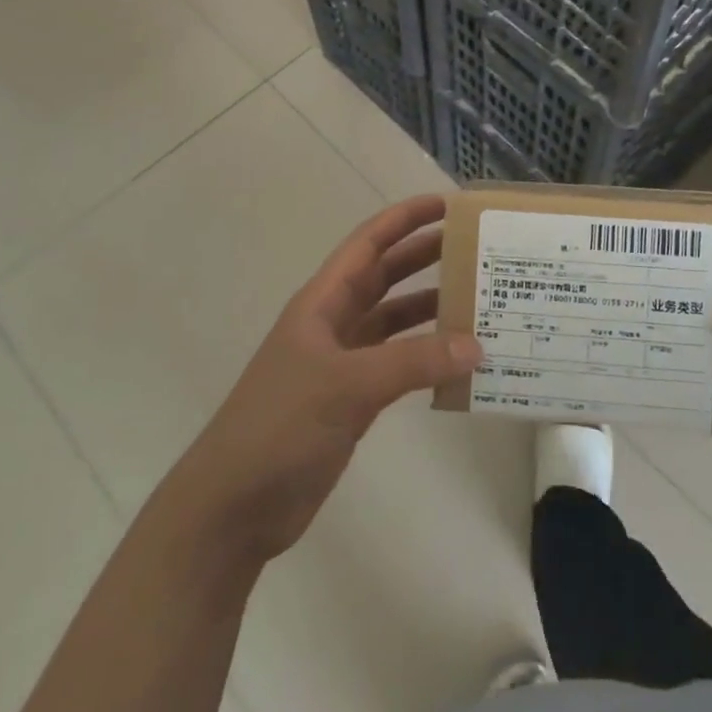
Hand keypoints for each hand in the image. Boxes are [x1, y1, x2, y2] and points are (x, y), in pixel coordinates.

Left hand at [176, 194, 481, 568]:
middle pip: (385, 276)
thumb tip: (477, 346)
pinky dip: (426, 358)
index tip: (448, 204)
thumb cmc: (280, 426)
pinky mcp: (352, 400)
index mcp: (322, 302)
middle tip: (475, 248)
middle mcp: (334, 322)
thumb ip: (414, 362)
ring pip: (394, 321)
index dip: (405, 218)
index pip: (369, 243)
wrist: (233, 507)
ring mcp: (343, 362)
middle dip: (426, 257)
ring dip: (430, 308)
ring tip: (478, 301)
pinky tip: (458, 362)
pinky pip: (398, 364)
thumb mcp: (348, 385)